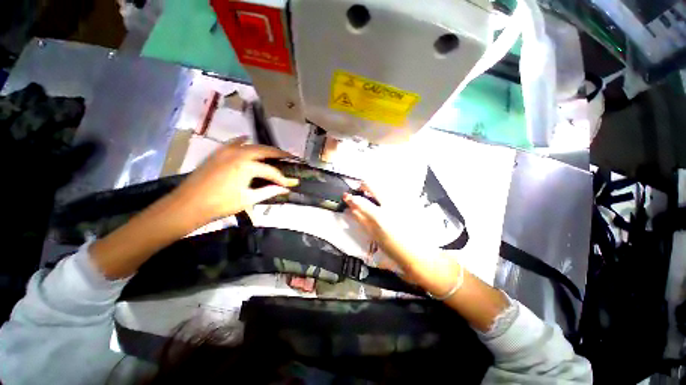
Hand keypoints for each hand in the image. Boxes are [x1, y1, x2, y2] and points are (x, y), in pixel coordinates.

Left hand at [173, 136, 298, 225]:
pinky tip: (247, 139)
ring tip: (274, 152)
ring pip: (251, 145)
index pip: (271, 171)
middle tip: (290, 156)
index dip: (282, 178)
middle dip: (278, 153)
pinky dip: (242, 141)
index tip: (291, 183)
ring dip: (264, 148)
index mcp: (247, 166)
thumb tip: (285, 189)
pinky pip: (233, 143)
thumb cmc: (220, 204)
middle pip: (264, 150)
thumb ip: (269, 191)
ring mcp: (226, 151)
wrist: (188, 204)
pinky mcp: (217, 153)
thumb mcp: (248, 199)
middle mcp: (239, 154)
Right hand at [343, 184, 423, 265]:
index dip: (350, 198)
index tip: (346, 196)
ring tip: (374, 196)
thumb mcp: (374, 235)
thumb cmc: (394, 247)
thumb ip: (361, 219)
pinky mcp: (410, 201)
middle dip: (363, 185)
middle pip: (372, 184)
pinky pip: (395, 191)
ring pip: (384, 185)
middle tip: (360, 190)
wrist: (419, 253)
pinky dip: (387, 192)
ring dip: (376, 188)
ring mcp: (401, 200)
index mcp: (380, 216)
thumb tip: (351, 208)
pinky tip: (388, 201)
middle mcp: (391, 204)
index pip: (360, 201)